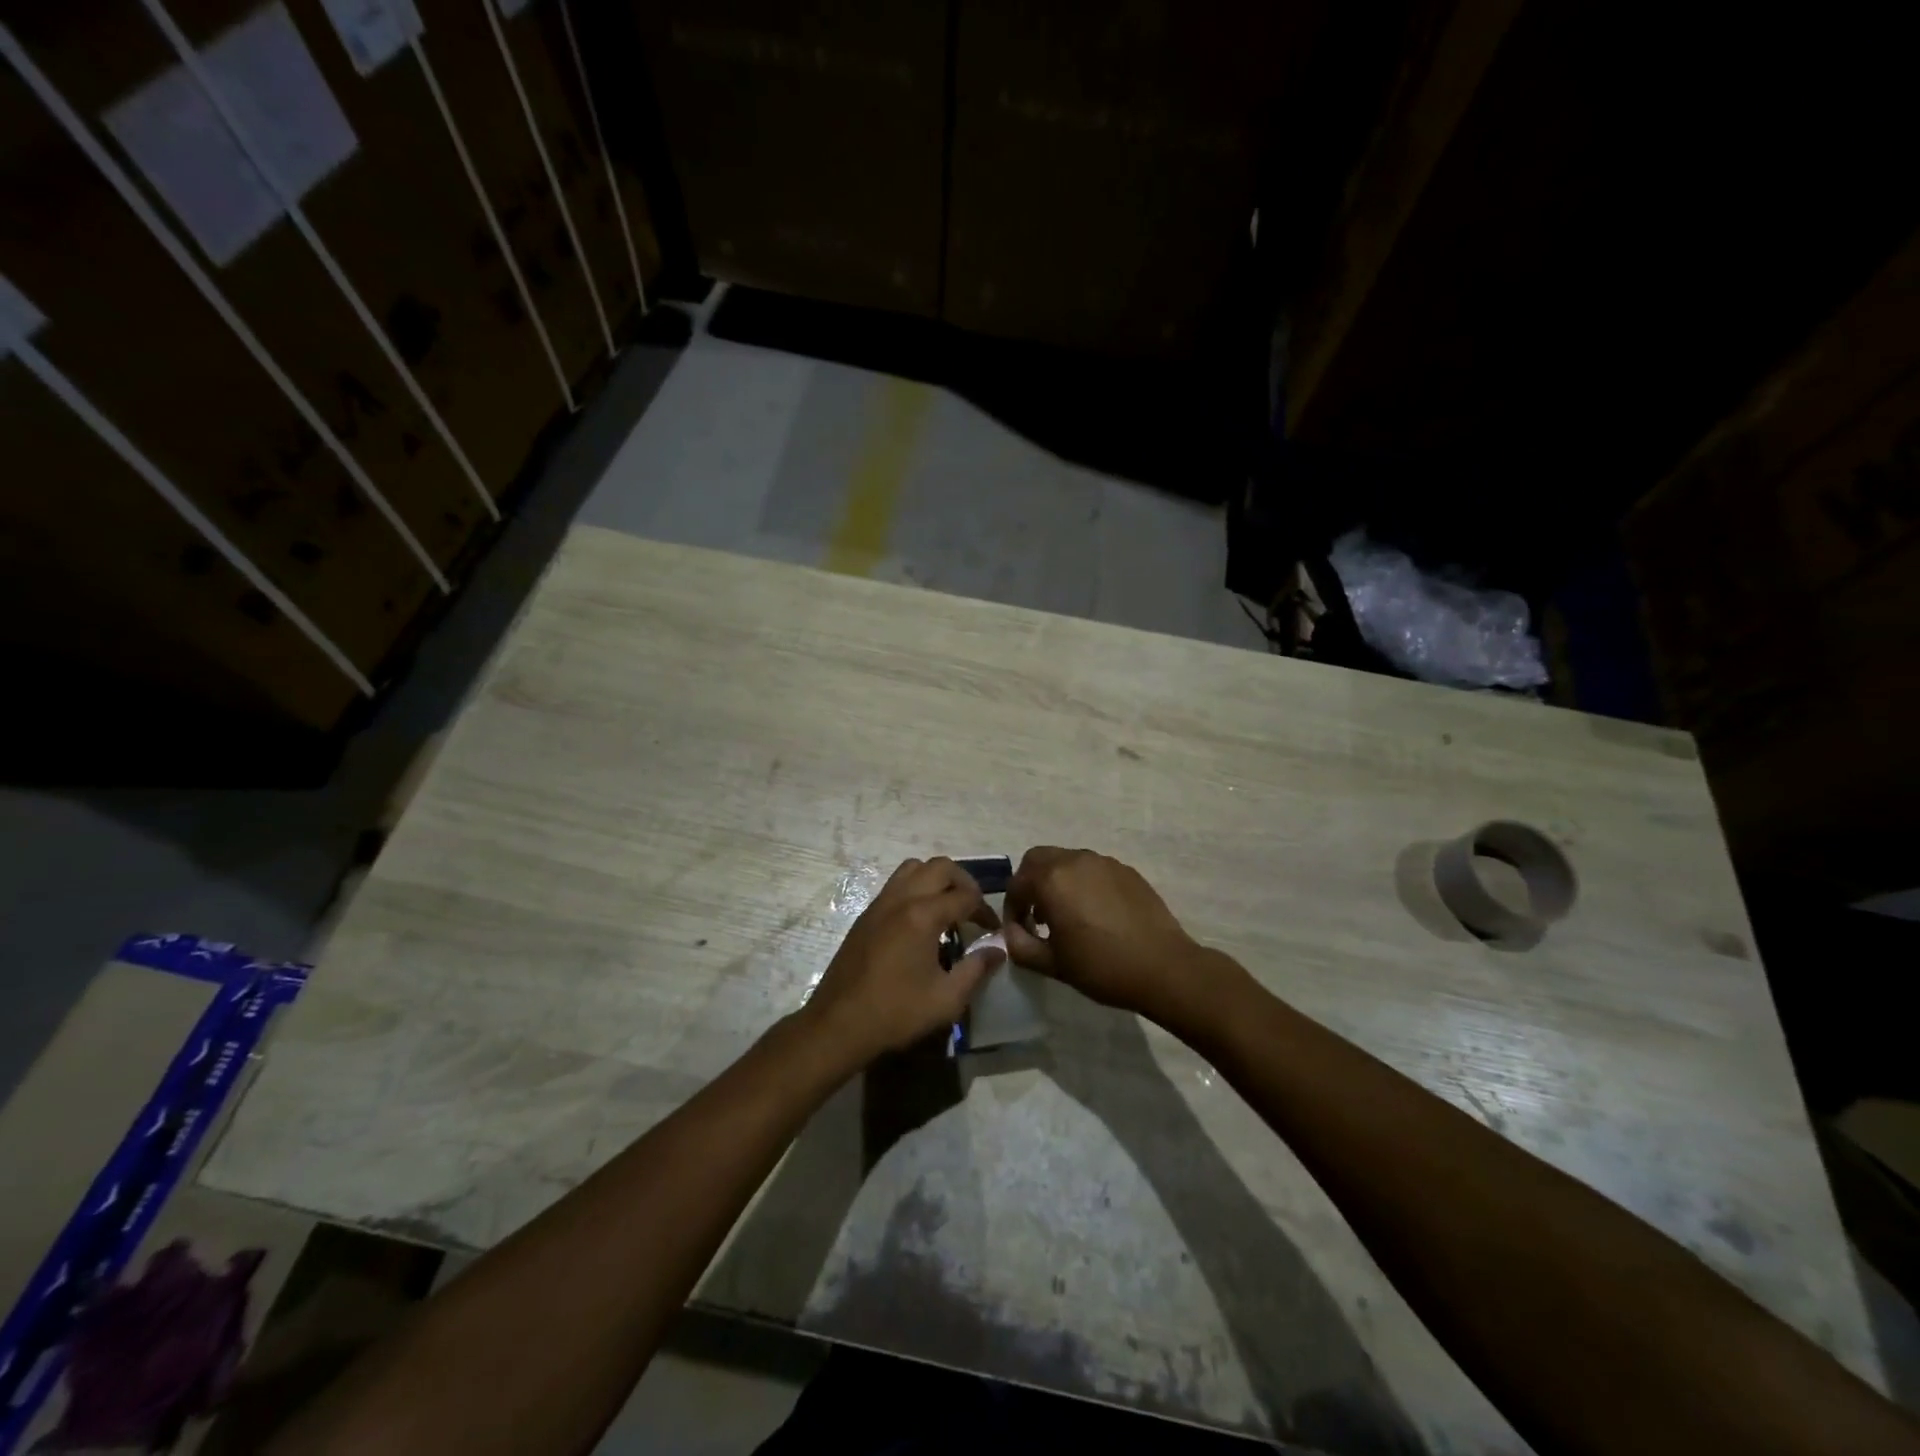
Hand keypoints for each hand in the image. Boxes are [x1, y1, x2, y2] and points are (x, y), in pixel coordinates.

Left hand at [802, 857, 1003, 1067]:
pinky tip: (920, 921)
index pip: (966, 896)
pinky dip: (915, 889)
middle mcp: (901, 899)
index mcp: (923, 915)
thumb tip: (998, 950)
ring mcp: (880, 904)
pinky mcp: (866, 915)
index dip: (985, 910)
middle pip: (940, 867)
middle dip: (964, 882)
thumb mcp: (947, 999)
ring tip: (947, 907)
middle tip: (973, 908)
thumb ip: (976, 969)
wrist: (838, 1024)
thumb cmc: (896, 1013)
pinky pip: (896, 884)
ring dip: (936, 879)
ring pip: (913, 868)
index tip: (992, 931)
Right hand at [1003, 847, 1220, 1027]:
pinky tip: (1095, 914)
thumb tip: (1010, 933)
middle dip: (1030, 884)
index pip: (1017, 884)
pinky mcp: (1126, 870)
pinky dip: (1083, 884)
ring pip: (1067, 861)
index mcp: (1052, 880)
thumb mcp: (1052, 964)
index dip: (1012, 909)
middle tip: (1036, 915)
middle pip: (1038, 859)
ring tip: (1067, 916)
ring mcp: (1104, 862)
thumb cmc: (1102, 967)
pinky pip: (1093, 869)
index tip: (1019, 932)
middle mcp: (1075, 860)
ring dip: (1057, 881)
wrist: (1164, 967)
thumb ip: (1020, 945)